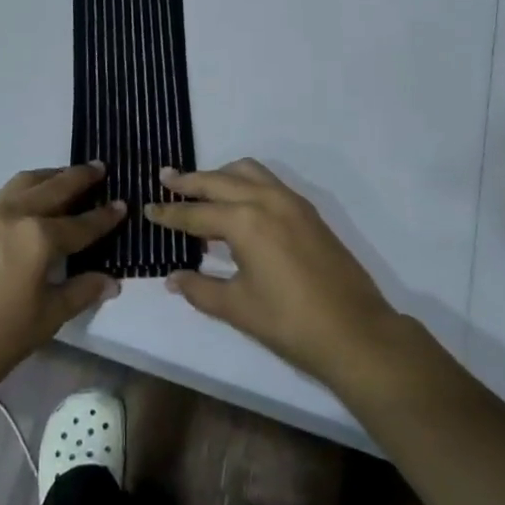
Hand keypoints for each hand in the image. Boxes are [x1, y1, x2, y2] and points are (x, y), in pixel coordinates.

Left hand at [0, 163, 124, 396]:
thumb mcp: (48, 317)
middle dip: (80, 178)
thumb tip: (113, 281)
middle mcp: (16, 214)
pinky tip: (35, 198)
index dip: (105, 217)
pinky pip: (8, 192)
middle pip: (55, 188)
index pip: (81, 223)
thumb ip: (82, 291)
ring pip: (27, 182)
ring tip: (69, 175)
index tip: (123, 204)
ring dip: (52, 176)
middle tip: (100, 169)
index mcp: (39, 237)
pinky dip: (28, 187)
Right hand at [147, 159, 401, 389]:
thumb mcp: (238, 308)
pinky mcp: (308, 211)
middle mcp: (266, 200)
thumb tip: (172, 278)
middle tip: (165, 179)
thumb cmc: (290, 323)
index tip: (148, 209)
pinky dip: (245, 184)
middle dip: (190, 182)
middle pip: (219, 181)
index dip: (170, 214)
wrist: (355, 332)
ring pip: (247, 172)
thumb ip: (201, 289)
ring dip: (220, 176)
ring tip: (200, 189)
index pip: (196, 213)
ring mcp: (291, 202)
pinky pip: (267, 182)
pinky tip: (237, 205)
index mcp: (245, 221)